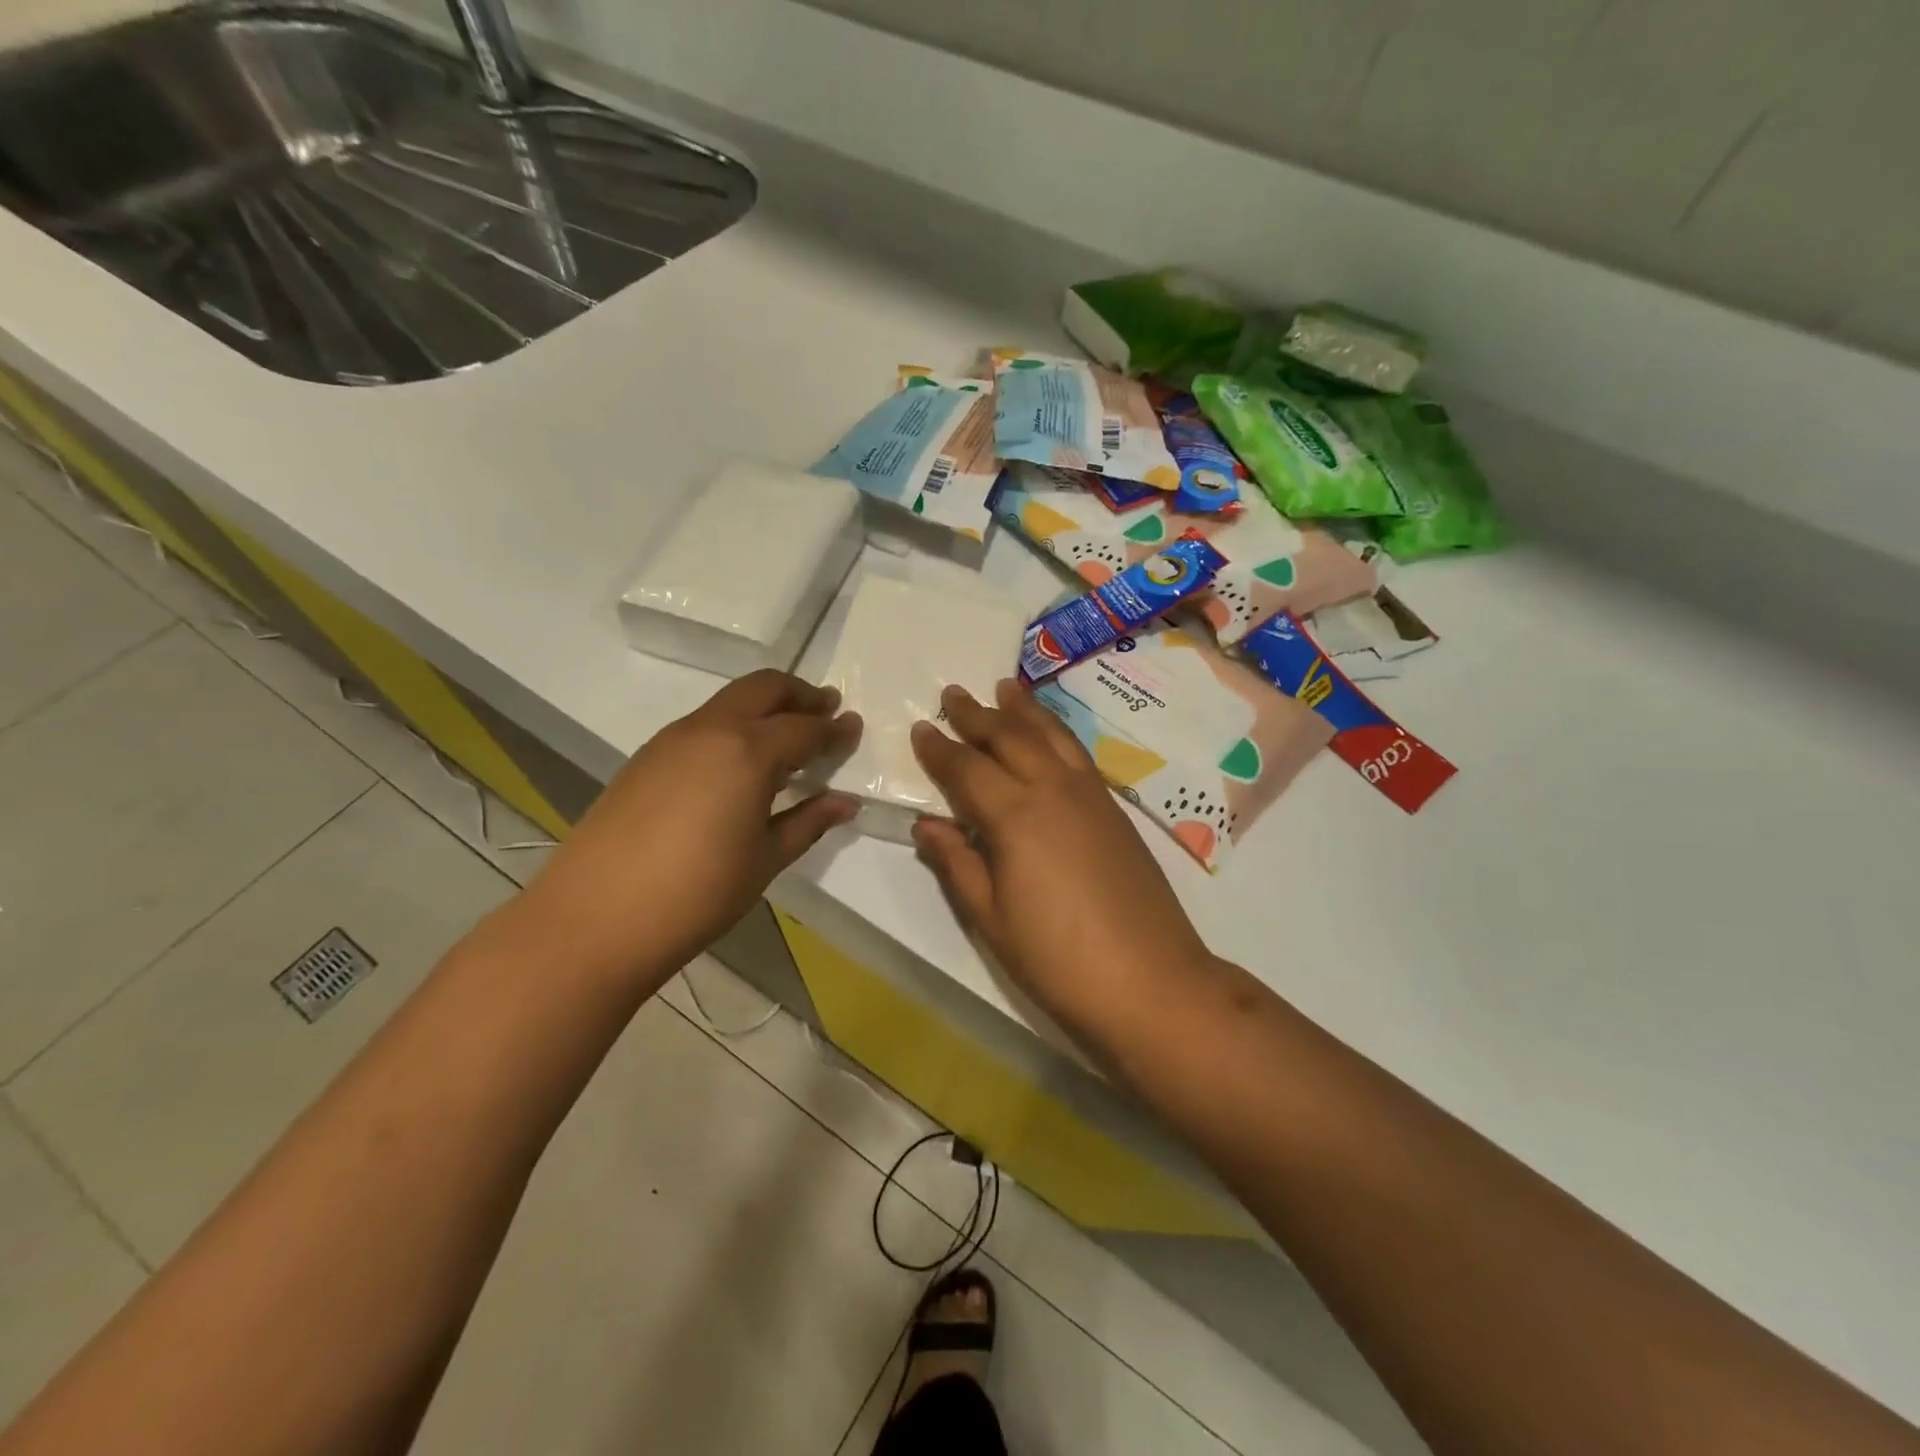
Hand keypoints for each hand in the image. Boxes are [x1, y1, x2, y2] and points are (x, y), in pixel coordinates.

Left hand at [523, 670, 859, 980]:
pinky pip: (703, 725)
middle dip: (800, 695)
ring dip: (765, 708)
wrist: (596, 918)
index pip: (804, 728)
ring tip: (787, 740)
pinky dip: (734, 728)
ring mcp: (671, 740)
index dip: (834, 729)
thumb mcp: (766, 859)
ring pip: (729, 702)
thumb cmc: (698, 893)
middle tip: (826, 711)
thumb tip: (845, 802)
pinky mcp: (646, 758)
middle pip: (764, 688)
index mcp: (747, 751)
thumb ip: (808, 822)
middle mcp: (710, 730)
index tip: (854, 727)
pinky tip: (740, 767)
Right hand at [910, 679, 1209, 1030]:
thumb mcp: (991, 918)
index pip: (967, 769)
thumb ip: (957, 864)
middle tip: (953, 693)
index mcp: (1015, 815)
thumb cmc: (1057, 959)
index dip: (940, 748)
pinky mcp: (1115, 809)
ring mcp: (1090, 795)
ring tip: (1005, 687)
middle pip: (1010, 737)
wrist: (1150, 981)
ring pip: (1051, 735)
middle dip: (977, 714)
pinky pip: (1077, 752)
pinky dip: (1056, 731)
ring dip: (1023, 709)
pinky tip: (1050, 733)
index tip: (921, 728)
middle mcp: (1053, 789)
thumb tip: (927, 825)